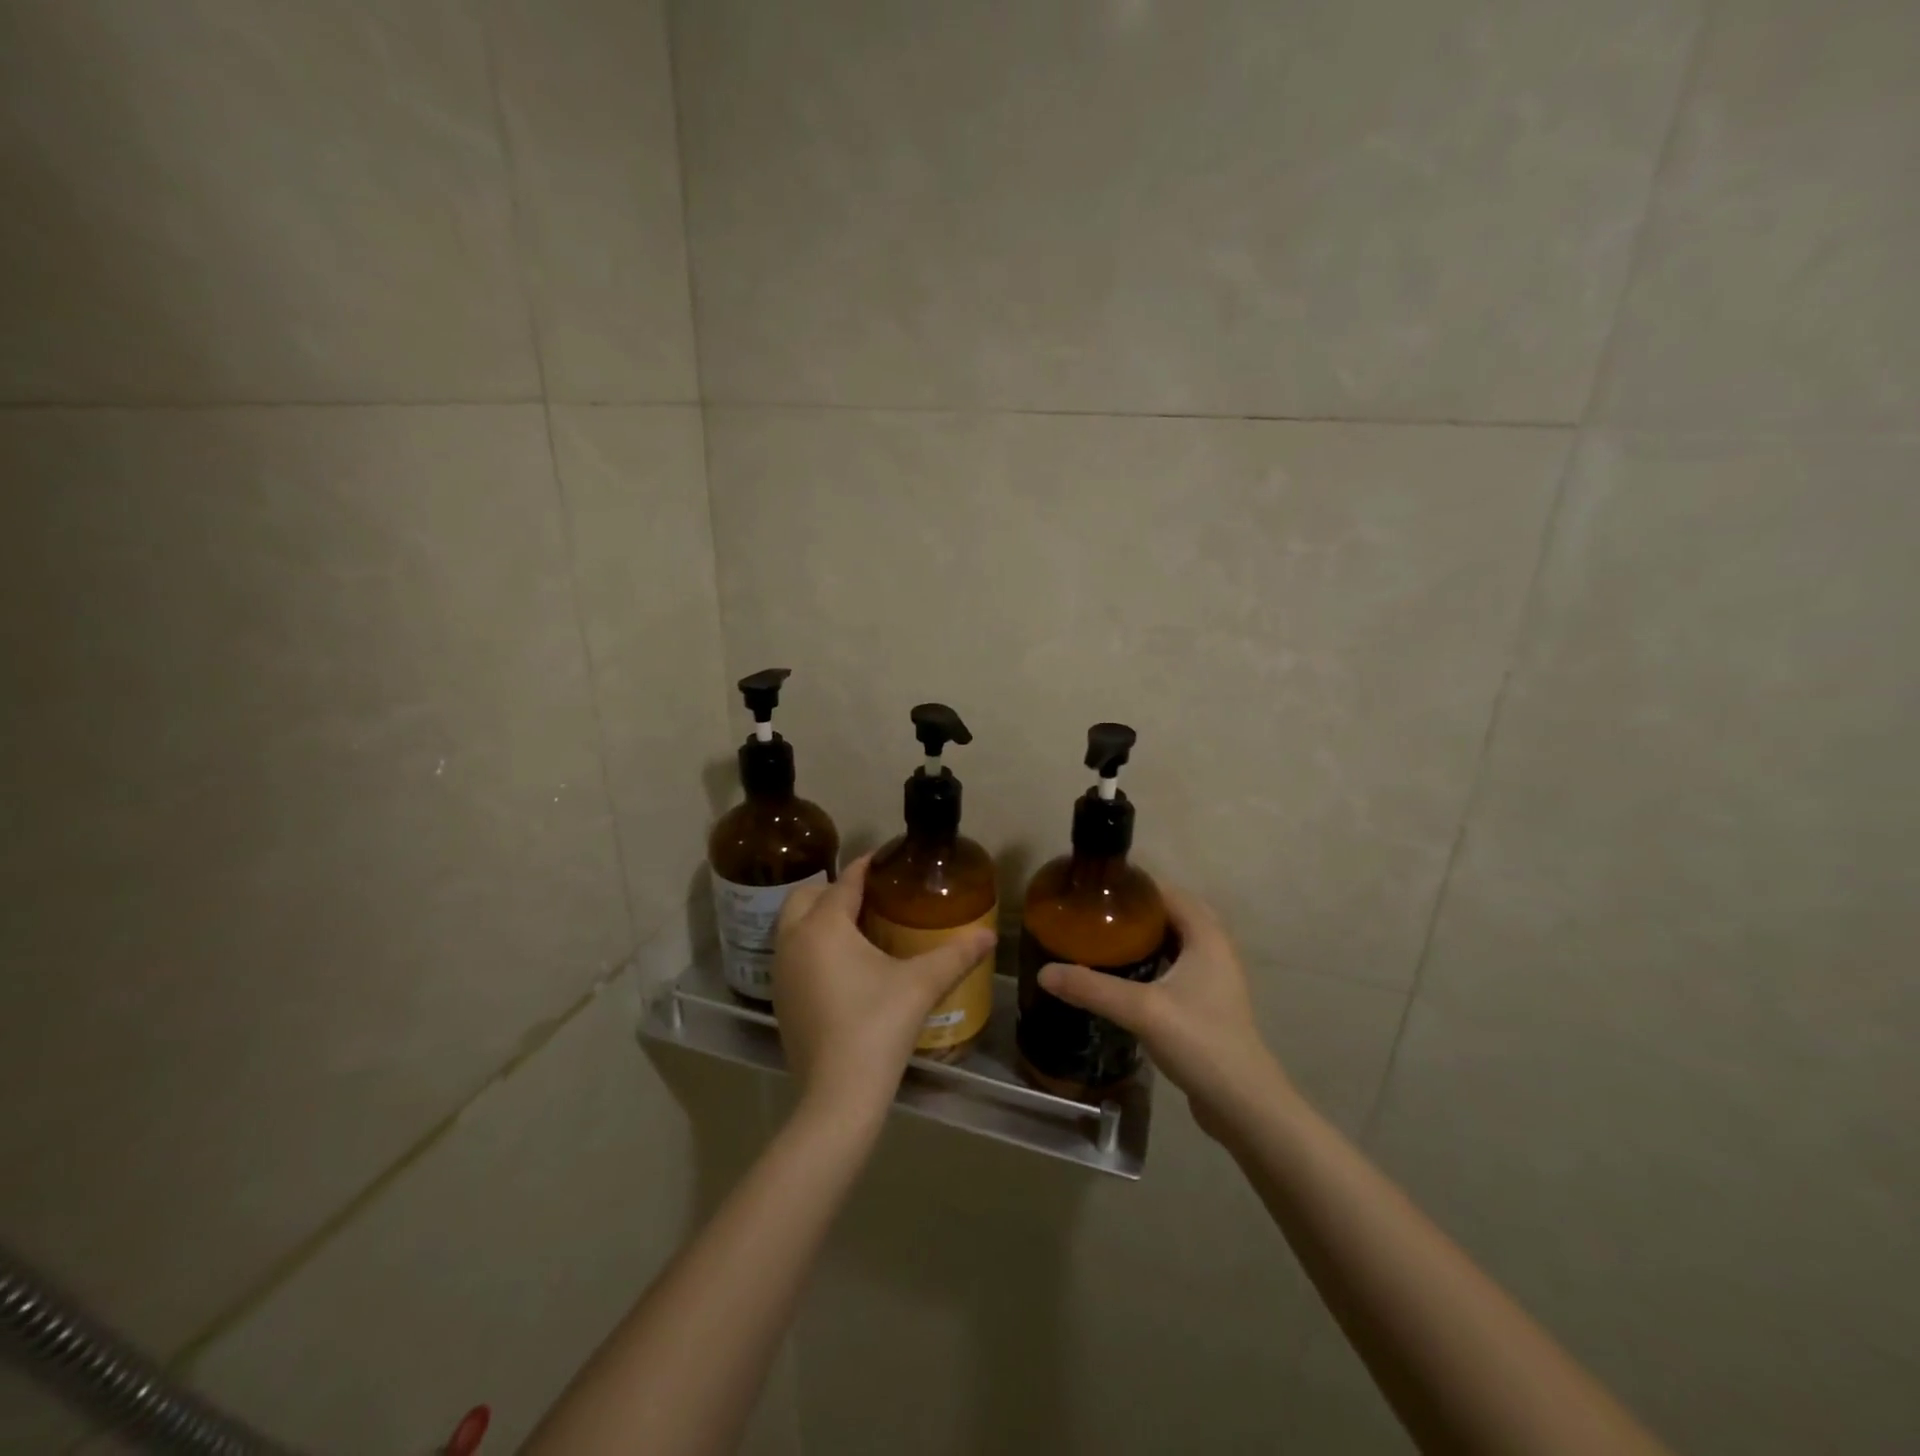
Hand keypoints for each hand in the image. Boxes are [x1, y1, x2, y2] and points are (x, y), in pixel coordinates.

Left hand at [773, 854, 996, 1120]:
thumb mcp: (921, 985)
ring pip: (793, 926)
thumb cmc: (878, 1026)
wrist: (838, 1094)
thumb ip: (956, 955)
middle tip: (870, 898)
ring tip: (858, 928)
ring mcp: (781, 973)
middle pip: (806, 897)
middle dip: (834, 890)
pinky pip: (793, 955)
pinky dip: (812, 947)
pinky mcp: (780, 1000)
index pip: (844, 882)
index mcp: (824, 927)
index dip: (866, 867)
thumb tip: (990, 936)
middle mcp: (793, 941)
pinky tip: (843, 967)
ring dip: (819, 918)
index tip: (886, 859)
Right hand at [1037, 887, 1286, 1134]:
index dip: (1135, 887)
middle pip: (1173, 915)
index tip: (1098, 890)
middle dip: (1137, 912)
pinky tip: (1127, 977)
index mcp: (1206, 936)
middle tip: (1097, 915)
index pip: (1168, 894)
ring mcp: (1216, 979)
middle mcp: (1215, 950)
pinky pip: (1178, 967)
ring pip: (1176, 942)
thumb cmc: (1199, 1041)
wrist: (1242, 1103)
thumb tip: (1045, 973)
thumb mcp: (1141, 1010)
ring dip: (1146, 937)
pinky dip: (1154, 962)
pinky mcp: (1209, 1004)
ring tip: (1106, 939)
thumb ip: (1092, 988)